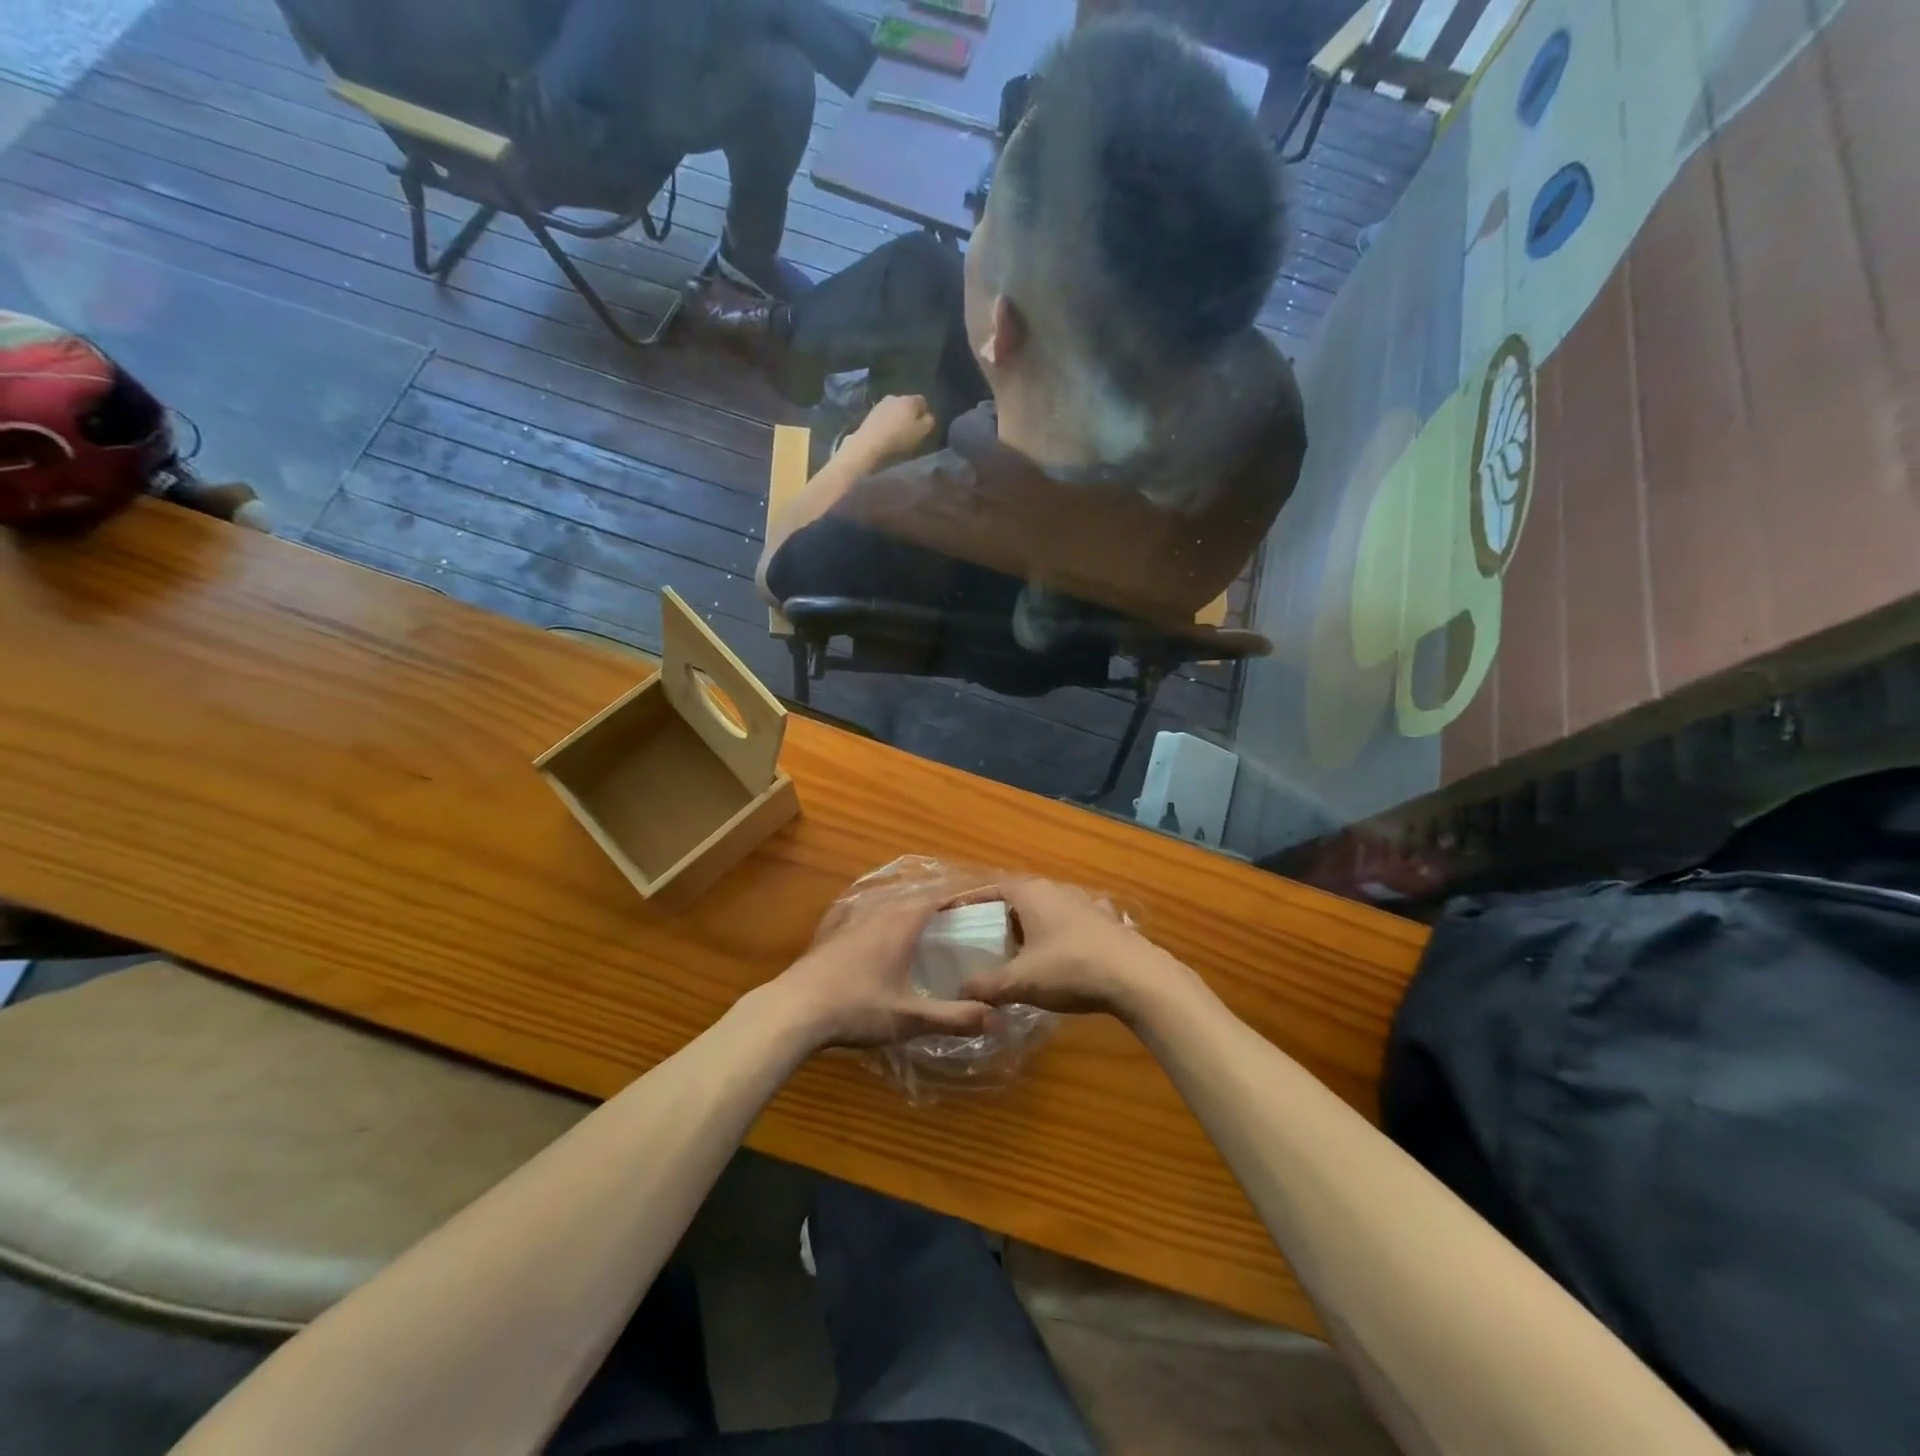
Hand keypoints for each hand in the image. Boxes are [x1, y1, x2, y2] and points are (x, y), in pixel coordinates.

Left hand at [768, 896, 994, 1050]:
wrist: (794, 1010)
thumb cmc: (857, 1008)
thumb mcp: (909, 1018)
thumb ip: (953, 1017)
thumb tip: (998, 1018)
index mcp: (901, 924)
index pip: (938, 897)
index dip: (961, 896)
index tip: (982, 899)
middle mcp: (879, 914)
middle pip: (914, 897)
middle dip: (939, 901)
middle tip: (962, 915)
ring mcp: (852, 922)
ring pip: (889, 905)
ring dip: (911, 909)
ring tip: (929, 924)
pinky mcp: (833, 935)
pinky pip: (869, 916)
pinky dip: (887, 919)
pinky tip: (884, 938)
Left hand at [845, 394, 937, 466]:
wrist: (868, 446)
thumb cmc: (899, 440)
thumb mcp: (922, 433)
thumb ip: (929, 422)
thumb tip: (928, 416)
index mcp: (910, 399)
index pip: (923, 401)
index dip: (926, 413)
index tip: (925, 427)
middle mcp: (895, 396)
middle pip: (908, 404)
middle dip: (911, 415)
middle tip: (912, 432)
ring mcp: (880, 404)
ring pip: (895, 410)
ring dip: (898, 419)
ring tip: (899, 435)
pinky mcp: (870, 414)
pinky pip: (885, 417)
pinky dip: (888, 424)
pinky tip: (887, 436)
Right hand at [957, 879, 1195, 1023]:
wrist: (1137, 979)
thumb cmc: (1071, 969)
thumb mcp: (1020, 981)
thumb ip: (986, 985)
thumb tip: (960, 990)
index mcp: (1033, 893)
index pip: (993, 888)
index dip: (971, 901)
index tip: (954, 916)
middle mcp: (1059, 889)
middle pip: (1021, 898)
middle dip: (1002, 917)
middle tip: (984, 941)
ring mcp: (1087, 903)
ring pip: (1050, 909)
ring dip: (1034, 926)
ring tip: (1020, 951)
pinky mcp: (1108, 922)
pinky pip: (1076, 922)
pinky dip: (1063, 934)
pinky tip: (1064, 954)